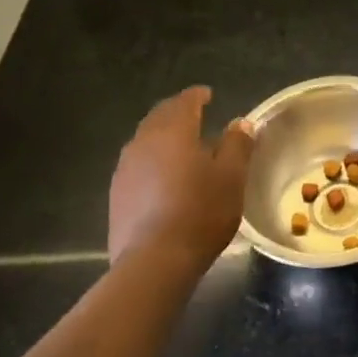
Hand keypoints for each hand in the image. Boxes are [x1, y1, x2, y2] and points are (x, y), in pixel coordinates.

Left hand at [108, 87, 254, 280]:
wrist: (154, 261)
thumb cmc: (201, 212)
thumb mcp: (231, 176)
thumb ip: (236, 145)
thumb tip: (240, 123)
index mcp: (173, 131)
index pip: (184, 102)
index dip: (197, 96)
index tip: (208, 95)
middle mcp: (143, 142)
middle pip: (159, 117)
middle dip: (176, 112)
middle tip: (194, 115)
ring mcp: (125, 169)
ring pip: (144, 140)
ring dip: (162, 136)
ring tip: (180, 146)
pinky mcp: (117, 195)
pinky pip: (136, 165)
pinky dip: (151, 161)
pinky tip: (162, 177)